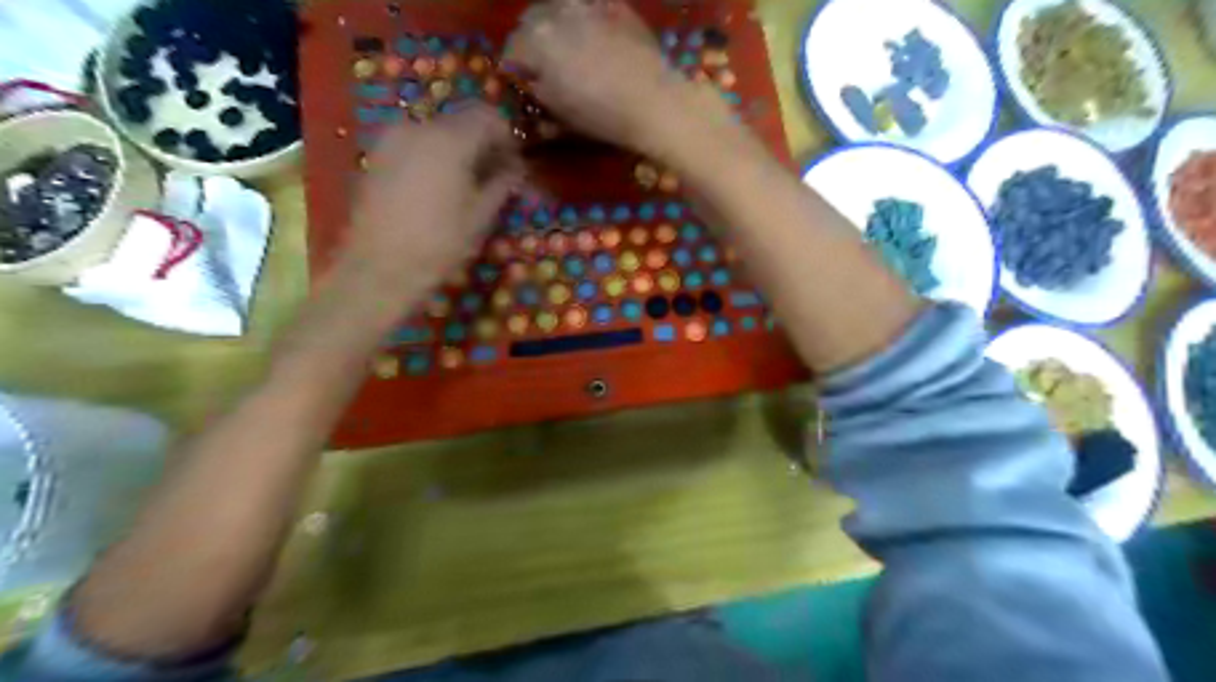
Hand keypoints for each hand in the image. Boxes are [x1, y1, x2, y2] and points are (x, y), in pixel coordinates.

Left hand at [342, 106, 522, 295]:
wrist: (379, 268)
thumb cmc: (439, 245)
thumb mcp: (480, 217)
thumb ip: (501, 185)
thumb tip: (515, 169)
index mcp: (449, 140)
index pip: (487, 116)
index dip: (506, 136)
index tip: (514, 162)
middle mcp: (418, 128)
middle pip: (460, 121)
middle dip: (481, 143)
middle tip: (494, 175)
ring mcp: (391, 140)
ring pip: (435, 133)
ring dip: (456, 150)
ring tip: (466, 184)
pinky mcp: (375, 157)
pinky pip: (414, 145)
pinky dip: (432, 157)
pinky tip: (438, 188)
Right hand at [503, 0, 719, 157]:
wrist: (654, 102)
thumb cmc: (602, 115)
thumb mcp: (560, 112)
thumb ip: (537, 91)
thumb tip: (530, 81)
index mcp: (537, 42)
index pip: (512, 51)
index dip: (515, 71)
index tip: (524, 84)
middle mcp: (556, 13)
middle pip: (531, 22)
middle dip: (533, 42)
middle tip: (545, 66)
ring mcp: (587, 5)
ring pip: (558, 9)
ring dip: (556, 26)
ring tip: (569, 48)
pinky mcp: (614, 5)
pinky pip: (588, 6)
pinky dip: (583, 19)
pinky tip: (594, 37)